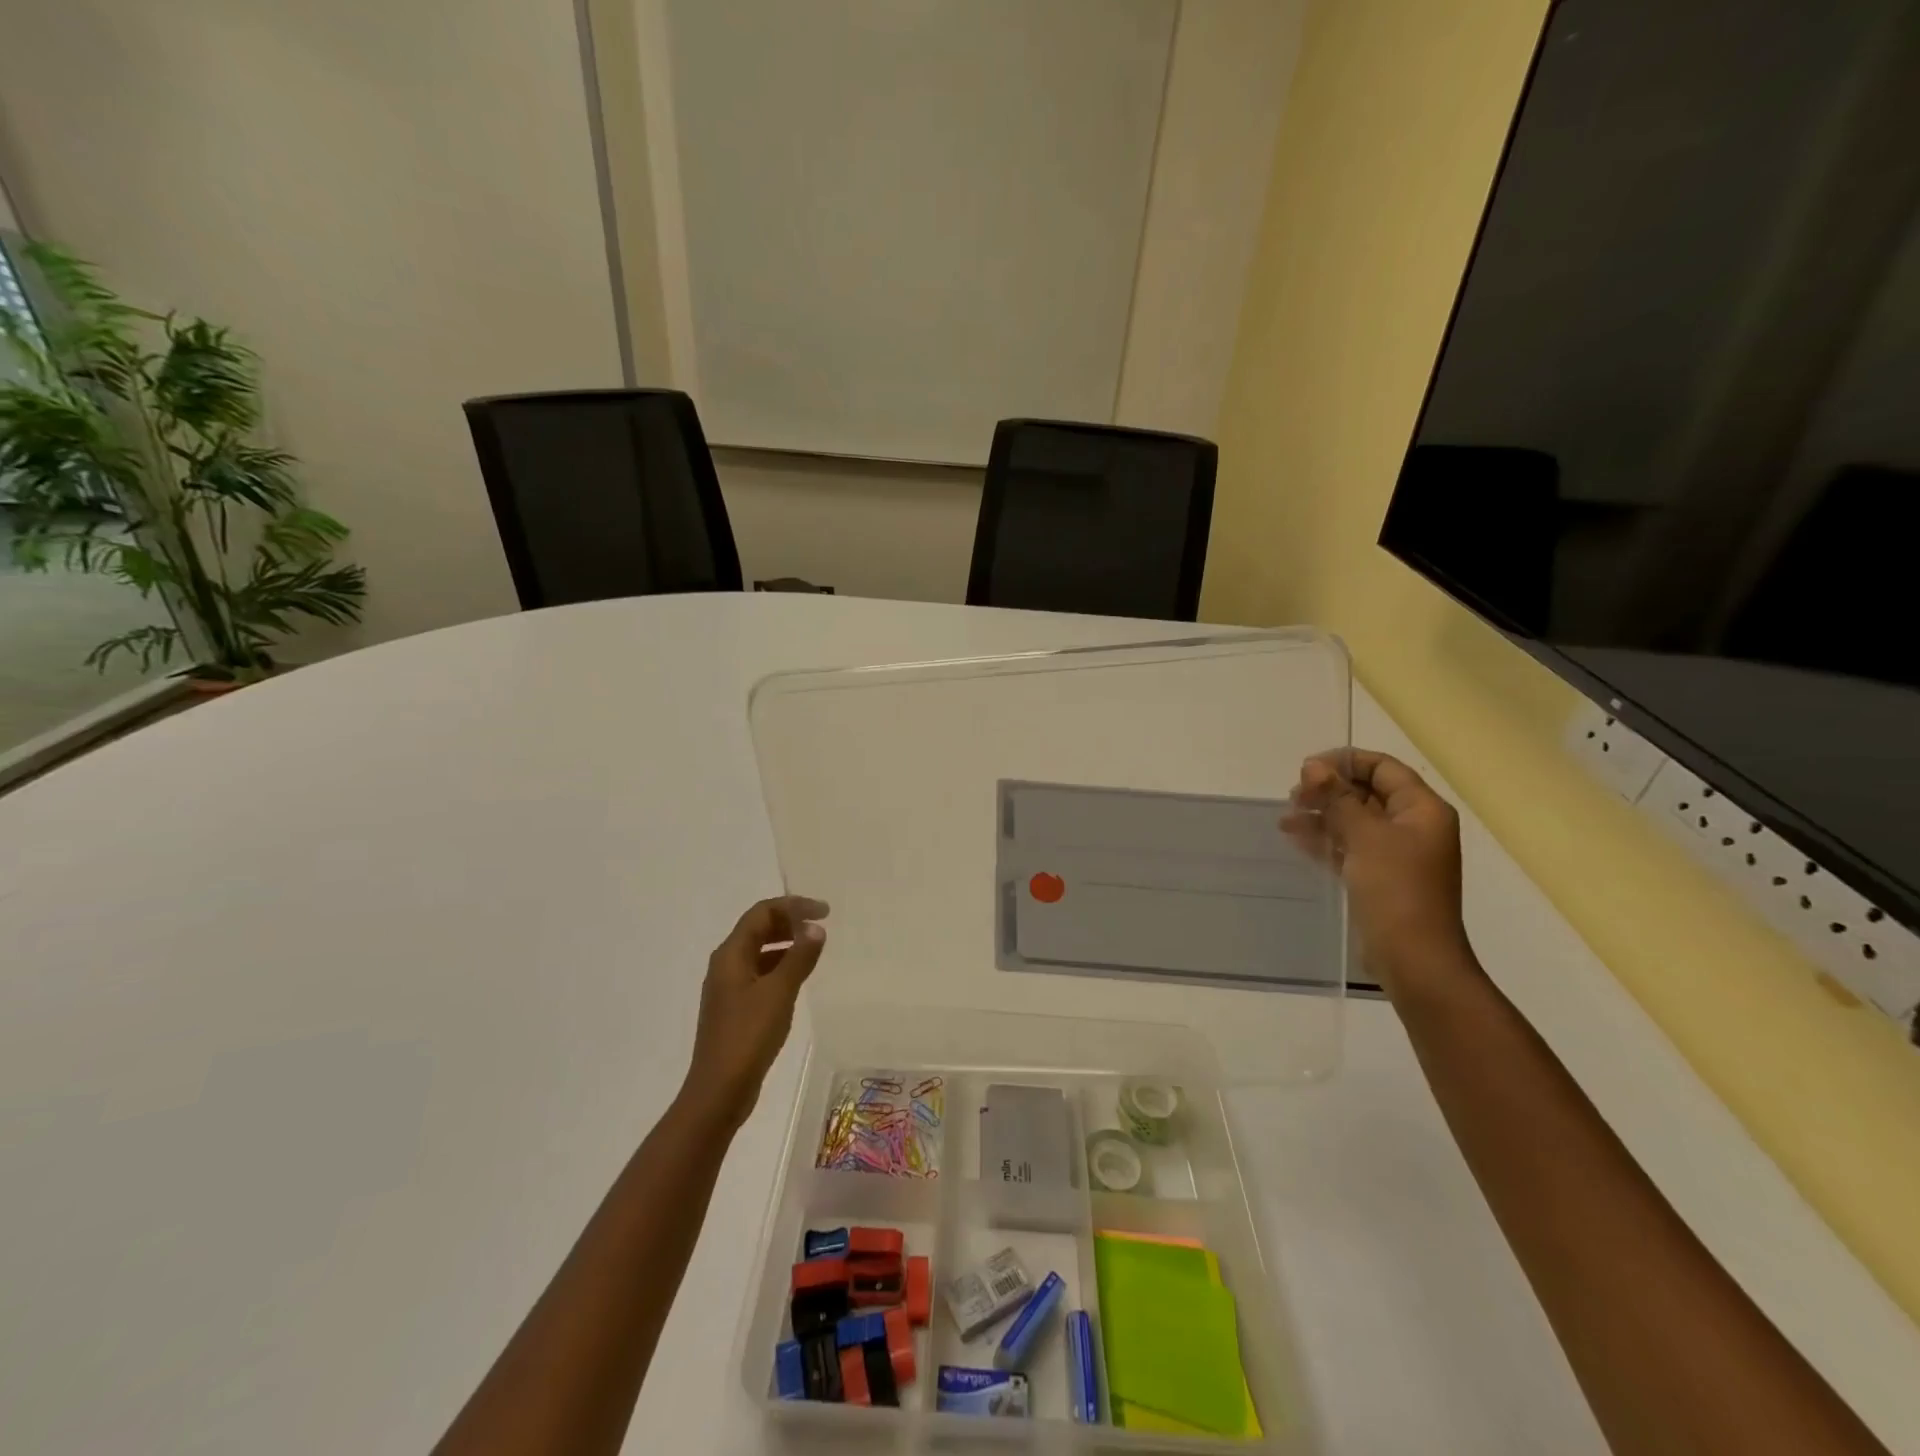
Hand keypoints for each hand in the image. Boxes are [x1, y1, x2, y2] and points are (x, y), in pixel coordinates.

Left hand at [679, 896, 828, 1129]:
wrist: (719, 1090)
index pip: (762, 913)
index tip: (825, 912)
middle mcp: (725, 965)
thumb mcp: (779, 992)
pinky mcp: (735, 1008)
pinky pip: (760, 973)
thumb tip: (816, 928)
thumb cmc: (748, 1036)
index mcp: (731, 955)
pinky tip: (798, 979)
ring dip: (786, 944)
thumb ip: (799, 957)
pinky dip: (781, 966)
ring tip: (814, 949)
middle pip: (758, 929)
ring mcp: (729, 988)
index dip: (793, 906)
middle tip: (821, 927)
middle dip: (789, 922)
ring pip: (759, 952)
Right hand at [1284, 751, 1474, 993]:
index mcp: (1422, 809)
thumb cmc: (1396, 890)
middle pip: (1366, 792)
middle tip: (1293, 796)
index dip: (1344, 762)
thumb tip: (1313, 766)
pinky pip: (1349, 846)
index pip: (1382, 768)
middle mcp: (1412, 826)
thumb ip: (1338, 798)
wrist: (1413, 959)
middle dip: (1329, 789)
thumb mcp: (1365, 836)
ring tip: (1286, 818)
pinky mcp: (1378, 877)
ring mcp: (1396, 853)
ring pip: (1354, 819)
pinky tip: (1295, 837)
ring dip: (1322, 814)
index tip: (1305, 769)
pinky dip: (1325, 838)